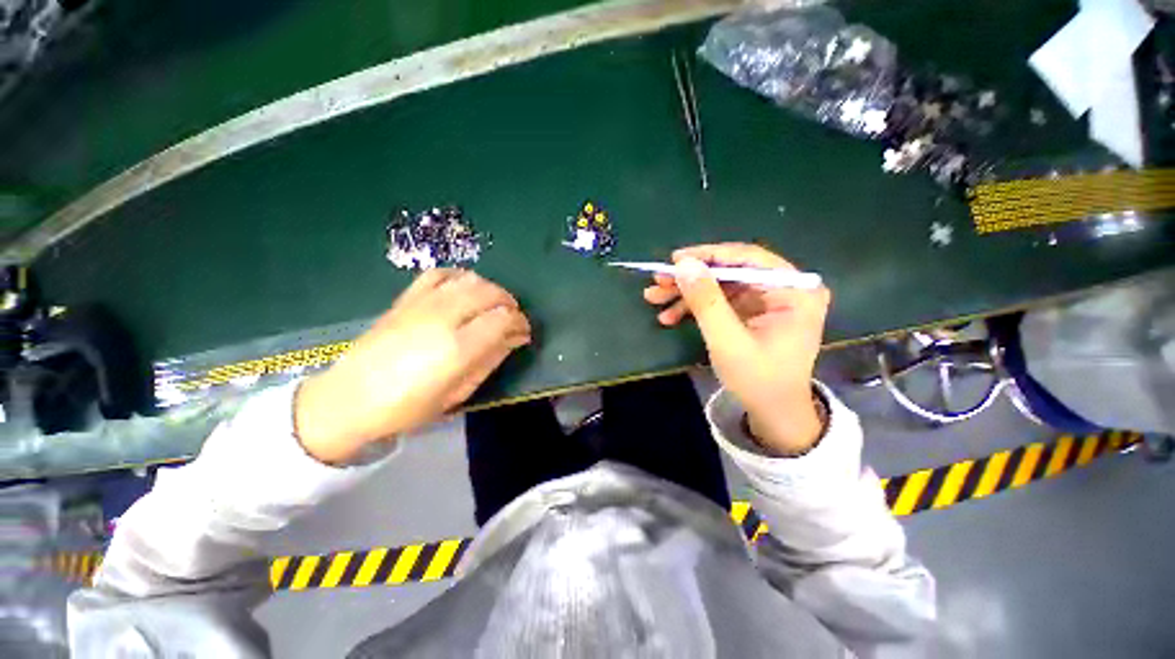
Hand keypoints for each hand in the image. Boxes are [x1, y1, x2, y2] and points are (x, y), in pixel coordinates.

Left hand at [295, 269, 531, 463]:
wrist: (349, 398)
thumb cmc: (409, 406)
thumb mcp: (459, 392)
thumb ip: (491, 360)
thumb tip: (515, 338)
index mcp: (458, 348)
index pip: (503, 319)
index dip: (520, 323)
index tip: (523, 333)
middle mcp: (443, 318)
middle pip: (490, 293)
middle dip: (509, 303)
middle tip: (512, 320)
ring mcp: (422, 304)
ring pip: (470, 280)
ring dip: (490, 289)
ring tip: (492, 306)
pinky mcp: (406, 298)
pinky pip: (440, 274)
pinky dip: (460, 277)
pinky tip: (464, 290)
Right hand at [643, 243, 830, 453]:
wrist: (773, 413)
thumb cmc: (758, 380)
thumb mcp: (727, 341)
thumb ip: (706, 301)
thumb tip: (684, 264)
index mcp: (794, 290)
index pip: (748, 258)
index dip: (708, 256)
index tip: (674, 259)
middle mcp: (784, 288)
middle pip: (730, 271)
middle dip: (691, 279)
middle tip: (657, 282)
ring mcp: (766, 300)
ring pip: (720, 285)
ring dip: (686, 293)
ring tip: (654, 299)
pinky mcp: (752, 311)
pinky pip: (720, 301)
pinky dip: (694, 307)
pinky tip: (670, 316)